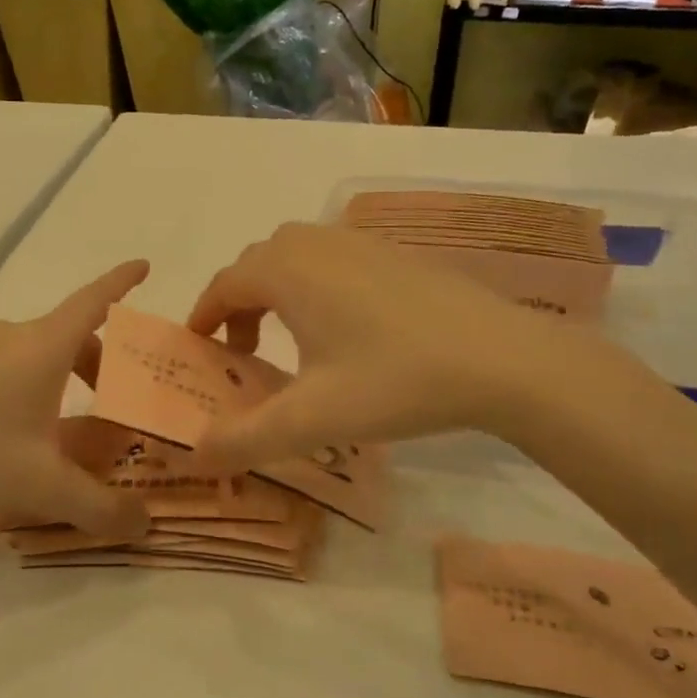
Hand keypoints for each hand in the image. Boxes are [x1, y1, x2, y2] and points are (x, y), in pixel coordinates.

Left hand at [0, 262, 153, 540]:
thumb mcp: (46, 488)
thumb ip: (101, 508)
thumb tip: (145, 525)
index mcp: (44, 347)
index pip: (94, 301)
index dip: (122, 282)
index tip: (144, 265)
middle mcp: (13, 337)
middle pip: (72, 336)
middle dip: (102, 363)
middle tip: (116, 399)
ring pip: (40, 352)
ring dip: (67, 376)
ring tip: (71, 426)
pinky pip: (10, 366)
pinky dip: (34, 385)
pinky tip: (22, 434)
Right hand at [185, 224, 585, 471]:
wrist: (500, 357)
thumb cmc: (395, 380)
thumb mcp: (312, 420)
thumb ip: (245, 439)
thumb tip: (195, 455)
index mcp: (287, 271)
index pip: (224, 284)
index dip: (204, 315)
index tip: (198, 347)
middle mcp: (318, 243)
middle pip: (257, 264)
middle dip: (239, 305)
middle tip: (244, 353)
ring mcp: (362, 242)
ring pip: (297, 257)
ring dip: (277, 292)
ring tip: (292, 341)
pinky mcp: (396, 253)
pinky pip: (333, 260)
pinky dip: (315, 285)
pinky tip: (346, 330)